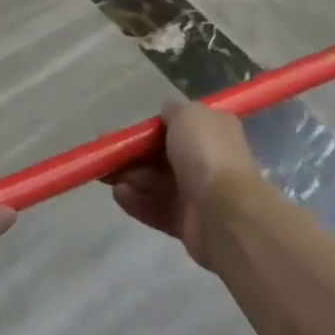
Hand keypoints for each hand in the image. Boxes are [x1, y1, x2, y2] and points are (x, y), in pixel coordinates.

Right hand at [106, 102, 262, 266]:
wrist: (226, 211)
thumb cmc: (206, 153)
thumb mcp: (188, 114)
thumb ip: (172, 111)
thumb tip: (166, 115)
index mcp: (214, 132)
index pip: (179, 127)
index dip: (152, 129)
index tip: (128, 131)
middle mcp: (207, 161)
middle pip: (163, 156)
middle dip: (134, 155)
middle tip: (109, 154)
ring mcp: (198, 194)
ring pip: (157, 183)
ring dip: (131, 178)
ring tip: (107, 175)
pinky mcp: (187, 223)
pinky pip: (157, 209)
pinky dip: (137, 202)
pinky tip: (119, 194)